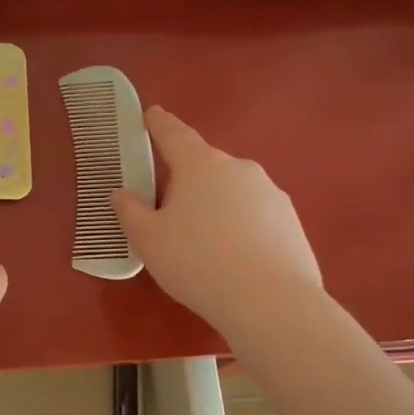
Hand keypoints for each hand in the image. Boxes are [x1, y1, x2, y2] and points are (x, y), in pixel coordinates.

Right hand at [112, 107, 321, 338]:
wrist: (270, 301)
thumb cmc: (197, 262)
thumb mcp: (148, 240)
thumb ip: (130, 211)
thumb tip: (122, 193)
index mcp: (200, 165)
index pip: (173, 134)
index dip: (159, 124)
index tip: (151, 113)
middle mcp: (239, 169)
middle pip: (205, 165)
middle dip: (187, 179)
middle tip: (170, 208)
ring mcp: (271, 193)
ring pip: (233, 191)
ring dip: (216, 205)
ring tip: (204, 242)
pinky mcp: (291, 221)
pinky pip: (255, 216)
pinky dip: (241, 227)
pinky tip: (234, 258)